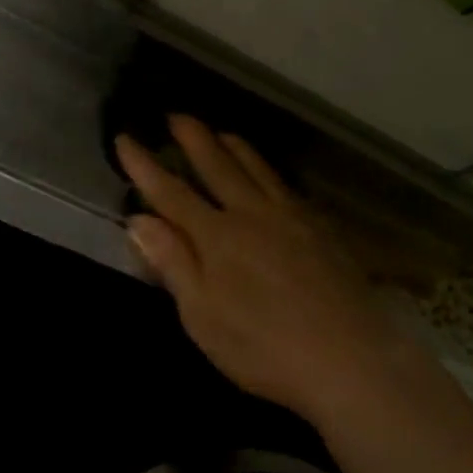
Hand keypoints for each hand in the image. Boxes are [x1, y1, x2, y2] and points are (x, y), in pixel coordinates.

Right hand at [117, 117, 416, 423]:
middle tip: (176, 115)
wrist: (347, 357)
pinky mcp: (323, 229)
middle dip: (193, 139)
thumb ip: (173, 263)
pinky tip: (271, 176)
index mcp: (217, 237)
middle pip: (218, 166)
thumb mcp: (202, 316)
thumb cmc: (263, 348)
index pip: (171, 193)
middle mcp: (253, 214)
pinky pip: (288, 186)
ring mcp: (293, 218)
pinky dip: (270, 170)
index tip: (124, 139)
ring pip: (258, 169)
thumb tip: (139, 219)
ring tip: (221, 132)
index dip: (145, 166)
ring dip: (234, 146)